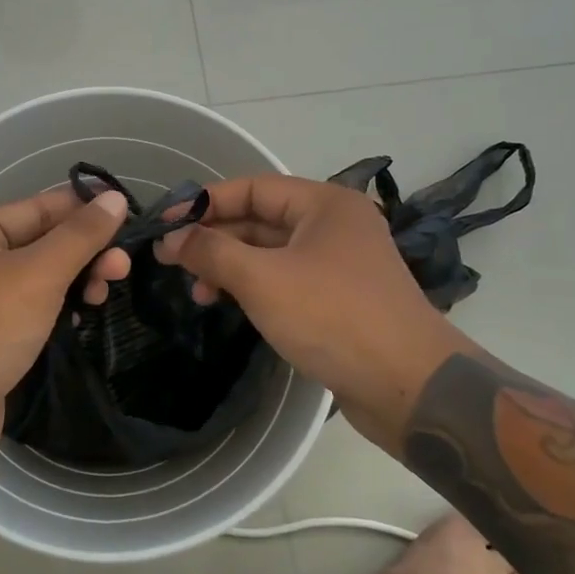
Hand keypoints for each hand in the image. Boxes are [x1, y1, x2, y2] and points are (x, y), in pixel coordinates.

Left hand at [0, 186, 130, 454]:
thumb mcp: (37, 274)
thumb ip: (80, 235)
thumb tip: (115, 198)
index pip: (38, 207)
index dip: (84, 210)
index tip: (130, 217)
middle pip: (39, 243)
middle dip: (83, 253)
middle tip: (122, 269)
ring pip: (36, 280)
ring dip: (74, 282)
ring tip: (105, 295)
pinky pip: (28, 312)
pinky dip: (56, 310)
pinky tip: (81, 317)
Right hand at [153, 174, 459, 447]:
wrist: (409, 386)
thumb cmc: (333, 316)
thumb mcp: (263, 279)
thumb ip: (212, 252)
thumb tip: (171, 239)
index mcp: (324, 204)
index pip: (252, 188)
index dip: (205, 203)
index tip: (165, 224)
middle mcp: (334, 225)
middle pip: (261, 220)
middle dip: (215, 239)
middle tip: (172, 262)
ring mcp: (340, 264)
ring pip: (271, 253)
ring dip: (231, 267)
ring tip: (198, 294)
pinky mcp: (340, 299)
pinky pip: (286, 280)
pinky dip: (255, 288)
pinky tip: (231, 305)